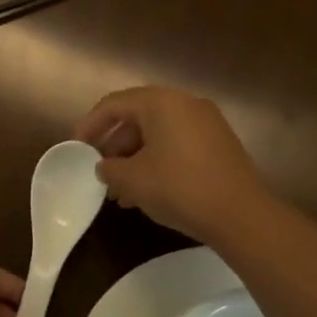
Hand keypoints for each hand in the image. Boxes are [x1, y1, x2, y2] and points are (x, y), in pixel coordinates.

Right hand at [74, 86, 270, 241]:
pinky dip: (157, 161)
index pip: (114, 104)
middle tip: (98, 170)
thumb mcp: (132, 180)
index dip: (90, 125)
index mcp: (161, 102)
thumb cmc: (179, 188)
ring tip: (119, 190)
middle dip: (114, 145)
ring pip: (158, 134)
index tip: (75, 147)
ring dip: (134, 157)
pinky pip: (177, 144)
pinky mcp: (219, 144)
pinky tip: (146, 192)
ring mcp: (206, 123)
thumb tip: (105, 167)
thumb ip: (109, 169)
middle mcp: (185, 104)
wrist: (241, 214)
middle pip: (138, 117)